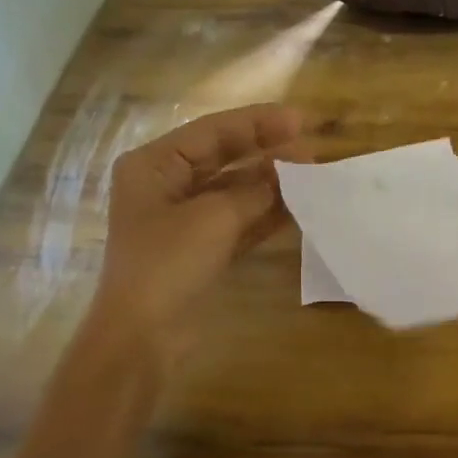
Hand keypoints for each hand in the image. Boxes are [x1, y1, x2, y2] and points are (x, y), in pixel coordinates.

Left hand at [90, 103, 302, 369]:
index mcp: (154, 165)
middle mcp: (167, 185)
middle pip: (224, 158)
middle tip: (313, 148)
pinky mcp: (201, 249)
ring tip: (314, 175)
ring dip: (272, 184)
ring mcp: (184, 220)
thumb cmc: (167, 264)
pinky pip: (239, 221)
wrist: (143, 336)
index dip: (259, 123)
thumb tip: (292, 168)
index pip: (213, 132)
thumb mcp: (214, 219)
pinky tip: (299, 206)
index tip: (302, 121)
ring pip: (235, 191)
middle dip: (267, 153)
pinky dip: (266, 214)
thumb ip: (256, 189)